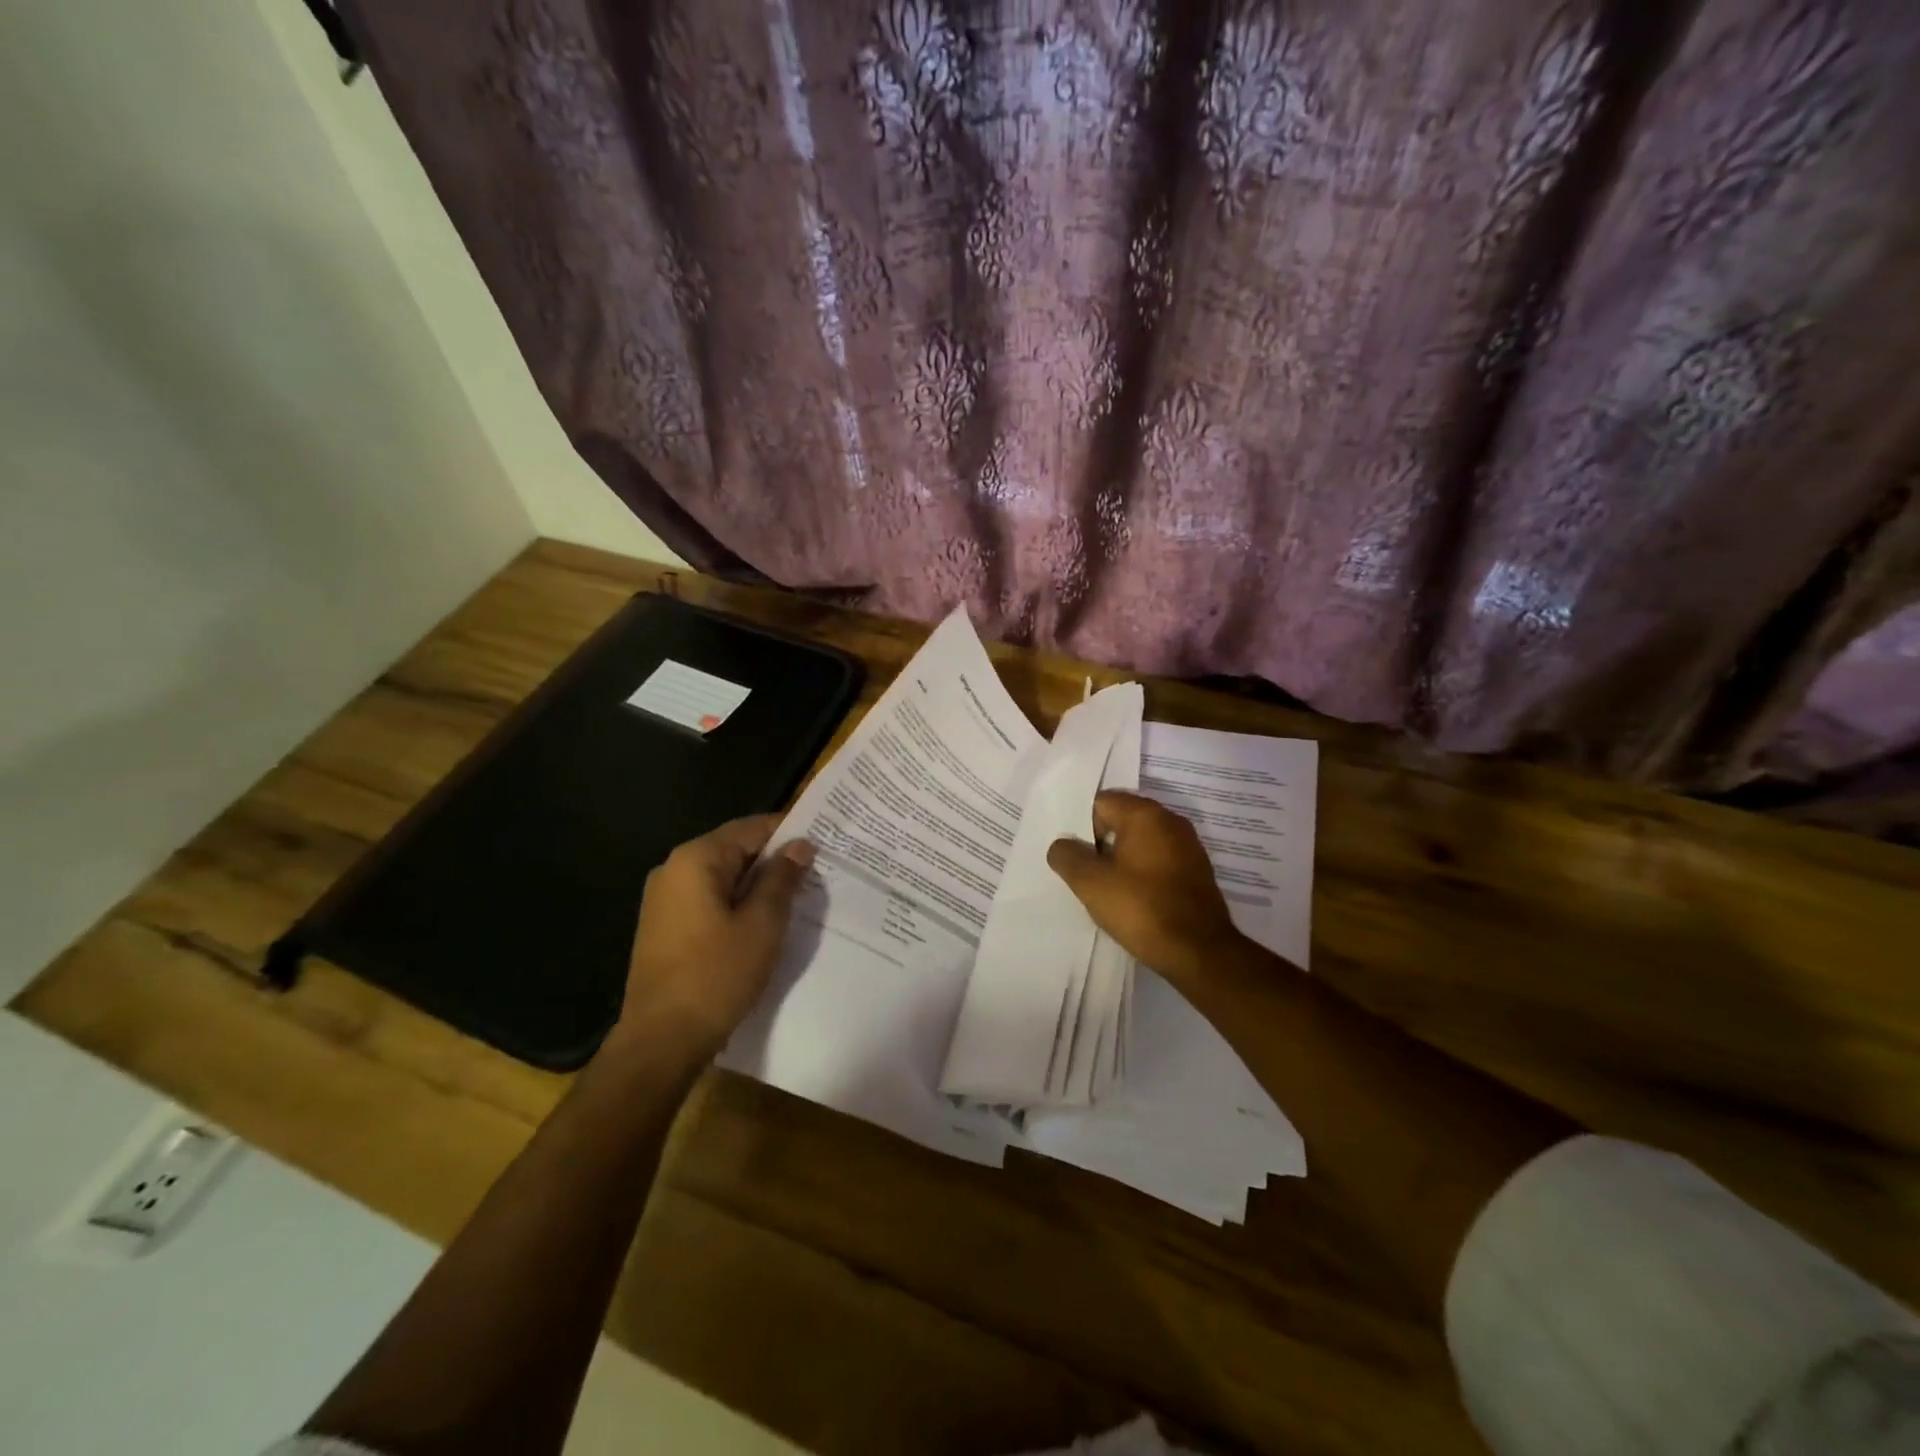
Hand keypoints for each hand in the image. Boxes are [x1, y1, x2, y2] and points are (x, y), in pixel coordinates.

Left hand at [613, 815, 814, 1054]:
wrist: (661, 1040)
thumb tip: (800, 845)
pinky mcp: (665, 926)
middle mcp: (674, 869)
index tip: (822, 844)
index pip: (750, 827)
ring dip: (758, 884)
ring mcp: (665, 899)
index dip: (788, 833)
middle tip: (816, 873)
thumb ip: (782, 878)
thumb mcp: (762, 923)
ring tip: (797, 897)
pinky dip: (738, 903)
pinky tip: (764, 922)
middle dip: (775, 860)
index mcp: (695, 859)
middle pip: (735, 849)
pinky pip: (709, 899)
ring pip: (723, 877)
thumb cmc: (716, 975)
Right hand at [1047, 791, 1248, 985]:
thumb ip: (1067, 856)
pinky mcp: (1197, 871)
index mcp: (1146, 814)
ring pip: (1141, 842)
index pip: (1101, 803)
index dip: (1082, 827)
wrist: (1199, 952)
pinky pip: (1159, 860)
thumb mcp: (1090, 884)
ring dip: (1122, 859)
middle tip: (1086, 873)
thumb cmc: (1141, 909)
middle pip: (1122, 820)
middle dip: (1101, 843)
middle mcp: (1171, 821)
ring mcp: (1188, 846)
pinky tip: (1135, 899)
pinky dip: (1143, 872)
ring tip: (1108, 890)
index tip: (1076, 857)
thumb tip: (1062, 845)